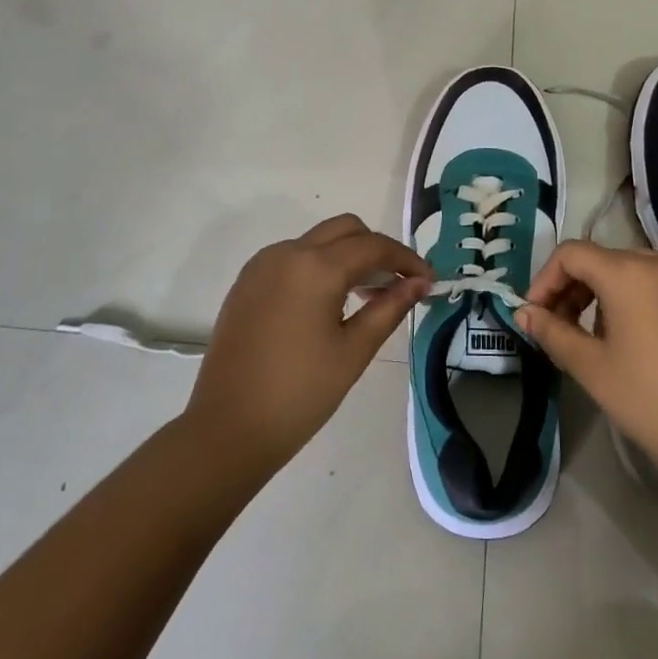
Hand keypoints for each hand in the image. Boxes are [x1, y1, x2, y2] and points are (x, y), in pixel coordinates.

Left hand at [184, 214, 430, 473]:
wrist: (227, 428)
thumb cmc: (300, 394)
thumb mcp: (354, 351)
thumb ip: (390, 307)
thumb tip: (420, 283)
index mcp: (316, 267)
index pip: (374, 246)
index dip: (407, 259)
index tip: (429, 281)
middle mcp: (287, 253)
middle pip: (345, 229)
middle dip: (377, 249)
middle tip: (397, 285)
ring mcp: (262, 265)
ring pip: (317, 240)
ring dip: (347, 256)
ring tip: (366, 297)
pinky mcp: (246, 282)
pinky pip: (293, 257)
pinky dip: (319, 266)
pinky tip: (328, 303)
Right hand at [516, 241, 657, 492]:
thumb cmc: (653, 400)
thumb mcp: (592, 368)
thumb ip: (553, 332)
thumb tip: (524, 312)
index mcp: (627, 272)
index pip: (570, 254)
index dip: (544, 280)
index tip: (535, 316)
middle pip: (602, 261)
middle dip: (572, 289)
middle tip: (559, 330)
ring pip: (633, 274)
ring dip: (604, 297)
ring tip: (597, 341)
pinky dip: (638, 305)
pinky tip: (641, 347)